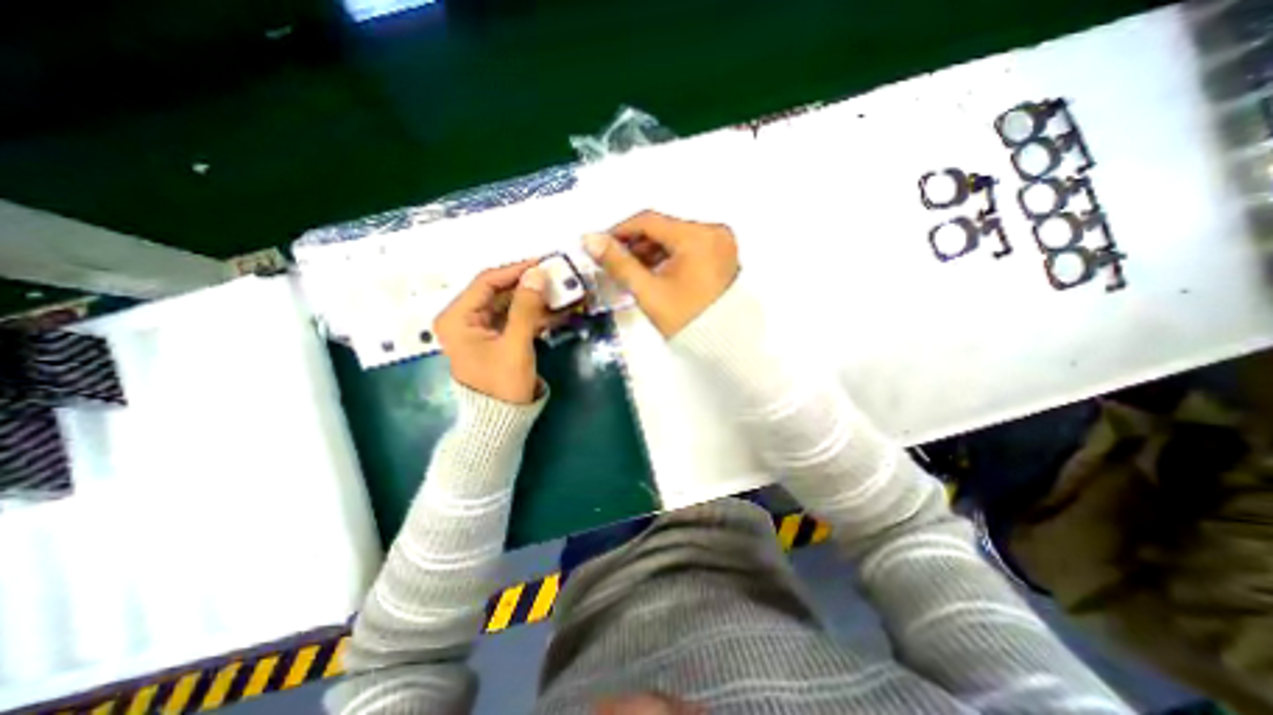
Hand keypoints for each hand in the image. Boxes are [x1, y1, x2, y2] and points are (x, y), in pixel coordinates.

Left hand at [435, 258, 549, 404]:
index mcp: (457, 317)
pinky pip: (514, 319)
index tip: (544, 263)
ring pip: (509, 304)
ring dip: (534, 299)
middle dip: (528, 285)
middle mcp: (464, 318)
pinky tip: (555, 310)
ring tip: (561, 292)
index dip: (516, 270)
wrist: (500, 421)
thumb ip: (526, 307)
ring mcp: (480, 328)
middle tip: (557, 277)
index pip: (487, 281)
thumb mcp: (516, 344)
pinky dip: (533, 314)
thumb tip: (538, 273)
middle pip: (498, 291)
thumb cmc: (502, 384)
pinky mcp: (495, 338)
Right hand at [584, 210, 742, 338]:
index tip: (600, 244)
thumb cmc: (685, 319)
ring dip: (651, 251)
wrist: (722, 344)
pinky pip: (689, 248)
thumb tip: (590, 239)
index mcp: (697, 237)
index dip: (620, 231)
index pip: (649, 221)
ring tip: (632, 270)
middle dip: (636, 244)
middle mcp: (713, 232)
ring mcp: (721, 243)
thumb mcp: (648, 291)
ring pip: (676, 239)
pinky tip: (654, 272)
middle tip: (614, 262)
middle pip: (664, 229)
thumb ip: (618, 263)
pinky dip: (669, 257)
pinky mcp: (723, 255)